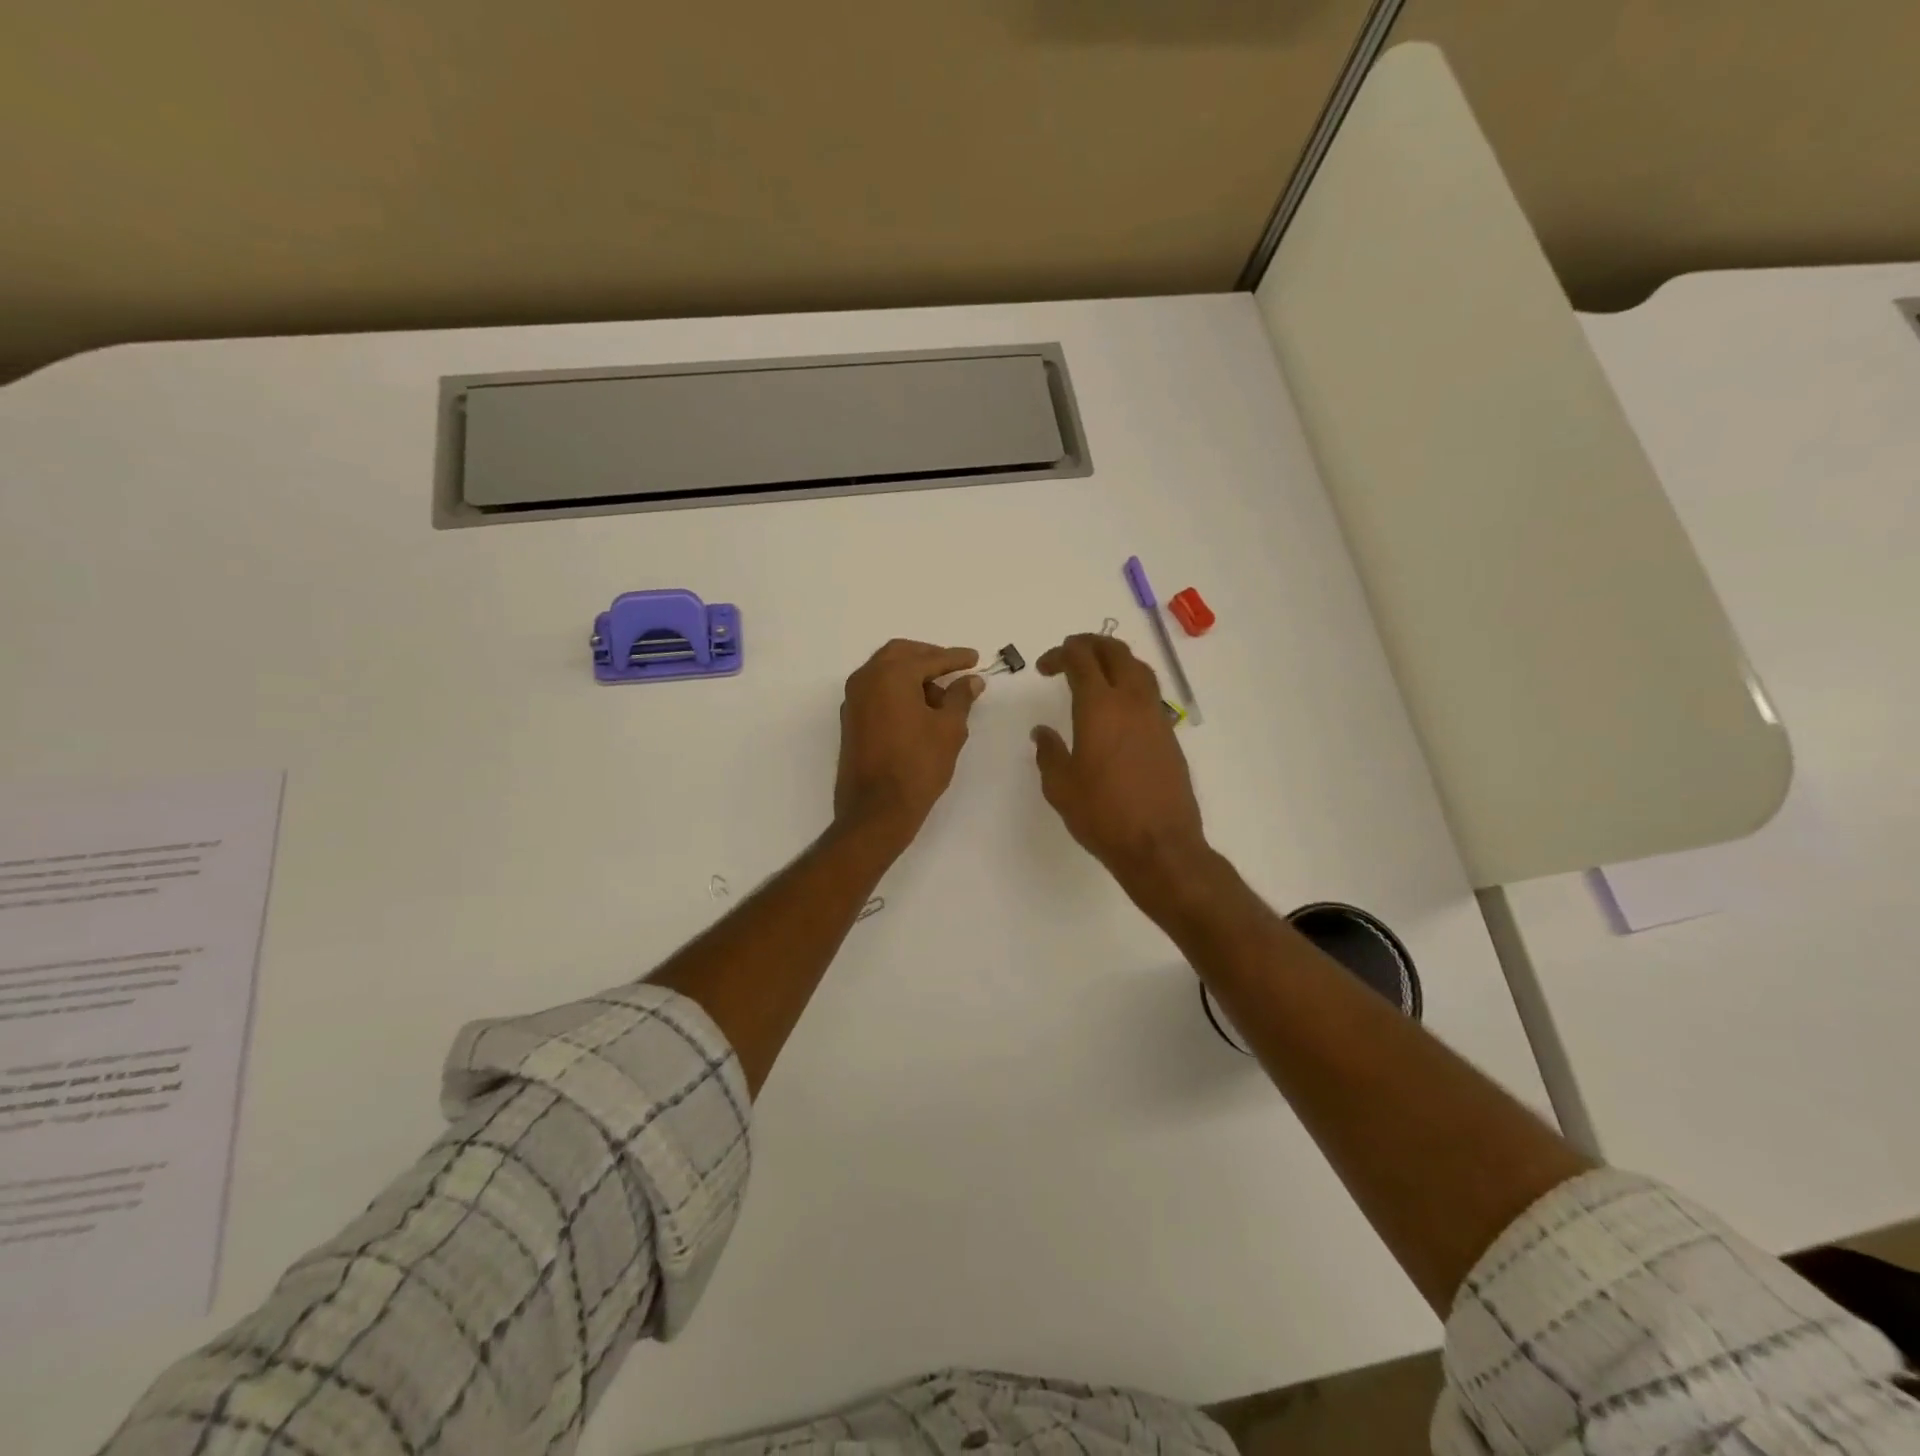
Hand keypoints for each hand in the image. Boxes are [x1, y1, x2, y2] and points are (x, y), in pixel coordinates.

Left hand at [835, 639, 983, 850]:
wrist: (876, 810)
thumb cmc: (918, 766)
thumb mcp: (949, 729)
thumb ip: (960, 697)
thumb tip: (971, 680)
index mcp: (890, 675)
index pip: (928, 658)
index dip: (955, 658)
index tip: (974, 659)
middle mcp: (866, 679)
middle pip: (900, 654)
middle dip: (929, 657)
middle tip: (954, 668)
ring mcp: (854, 700)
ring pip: (885, 671)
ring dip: (913, 675)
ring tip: (942, 696)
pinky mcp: (851, 719)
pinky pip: (877, 691)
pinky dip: (898, 690)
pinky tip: (920, 709)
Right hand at [1032, 634, 1210, 906]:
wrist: (1158, 844)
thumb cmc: (1102, 814)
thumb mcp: (1060, 786)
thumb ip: (1049, 752)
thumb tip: (1043, 732)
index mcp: (1099, 706)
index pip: (1080, 659)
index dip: (1060, 654)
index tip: (1044, 667)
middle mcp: (1131, 701)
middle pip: (1114, 651)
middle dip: (1089, 644)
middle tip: (1069, 653)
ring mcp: (1155, 715)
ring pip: (1138, 667)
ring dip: (1114, 658)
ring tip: (1096, 670)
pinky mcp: (1169, 734)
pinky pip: (1149, 691)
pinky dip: (1130, 681)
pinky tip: (1117, 704)